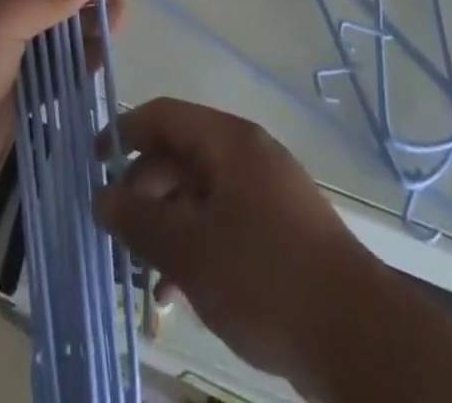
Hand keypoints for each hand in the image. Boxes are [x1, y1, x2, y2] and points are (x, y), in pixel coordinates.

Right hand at [95, 98, 371, 386]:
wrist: (359, 337)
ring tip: (145, 278)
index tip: (92, 163)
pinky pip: (224, 221)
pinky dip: (197, 245)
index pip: (163, 115)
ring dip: (168, 227)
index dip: (123, 132)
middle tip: (118, 234)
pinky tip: (180, 294)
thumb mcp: (191, 250)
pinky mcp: (280, 229)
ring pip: (200, 194)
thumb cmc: (265, 277)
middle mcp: (247, 154)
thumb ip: (140, 219)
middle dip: (143, 192)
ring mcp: (267, 191)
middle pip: (180, 155)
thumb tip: (101, 196)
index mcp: (227, 140)